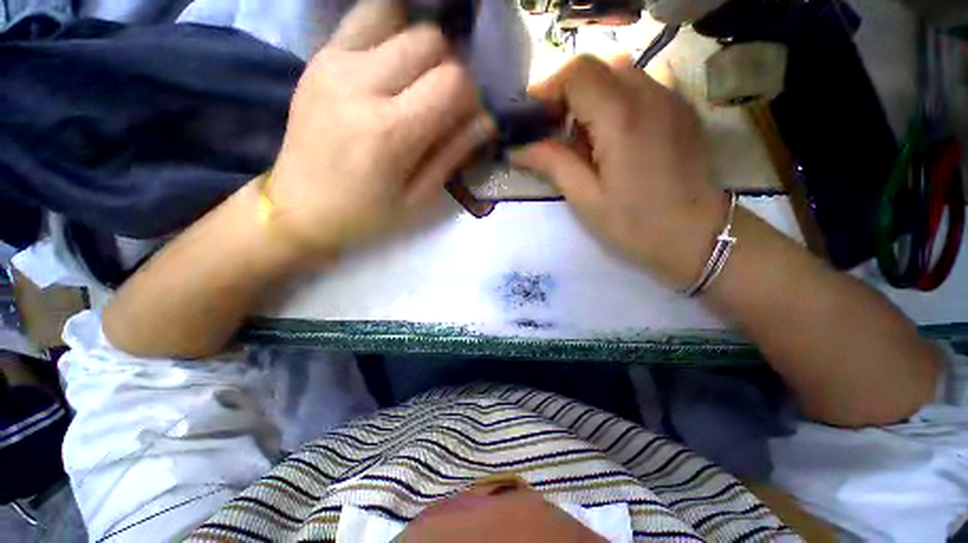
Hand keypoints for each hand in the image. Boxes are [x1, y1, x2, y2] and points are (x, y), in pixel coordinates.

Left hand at [269, 0, 493, 256]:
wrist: (298, 207)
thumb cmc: (365, 214)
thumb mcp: (419, 198)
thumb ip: (454, 154)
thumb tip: (487, 120)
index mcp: (390, 131)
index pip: (453, 81)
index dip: (471, 96)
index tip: (466, 117)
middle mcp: (360, 83)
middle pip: (430, 39)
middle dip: (450, 66)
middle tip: (444, 99)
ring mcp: (334, 61)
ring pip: (397, 16)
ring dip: (420, 44)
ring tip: (419, 77)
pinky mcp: (319, 56)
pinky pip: (364, 18)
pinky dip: (390, 31)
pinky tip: (393, 64)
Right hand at [512, 56, 727, 287]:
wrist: (697, 236)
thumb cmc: (636, 224)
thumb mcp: (585, 198)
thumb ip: (552, 164)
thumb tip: (519, 150)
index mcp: (621, 117)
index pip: (577, 73)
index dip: (548, 88)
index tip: (533, 118)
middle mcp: (650, 94)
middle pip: (598, 66)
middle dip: (567, 92)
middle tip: (553, 128)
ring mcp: (671, 98)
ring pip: (620, 73)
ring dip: (592, 96)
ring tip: (583, 136)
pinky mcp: (681, 110)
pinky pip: (641, 86)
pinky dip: (616, 100)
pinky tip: (613, 136)